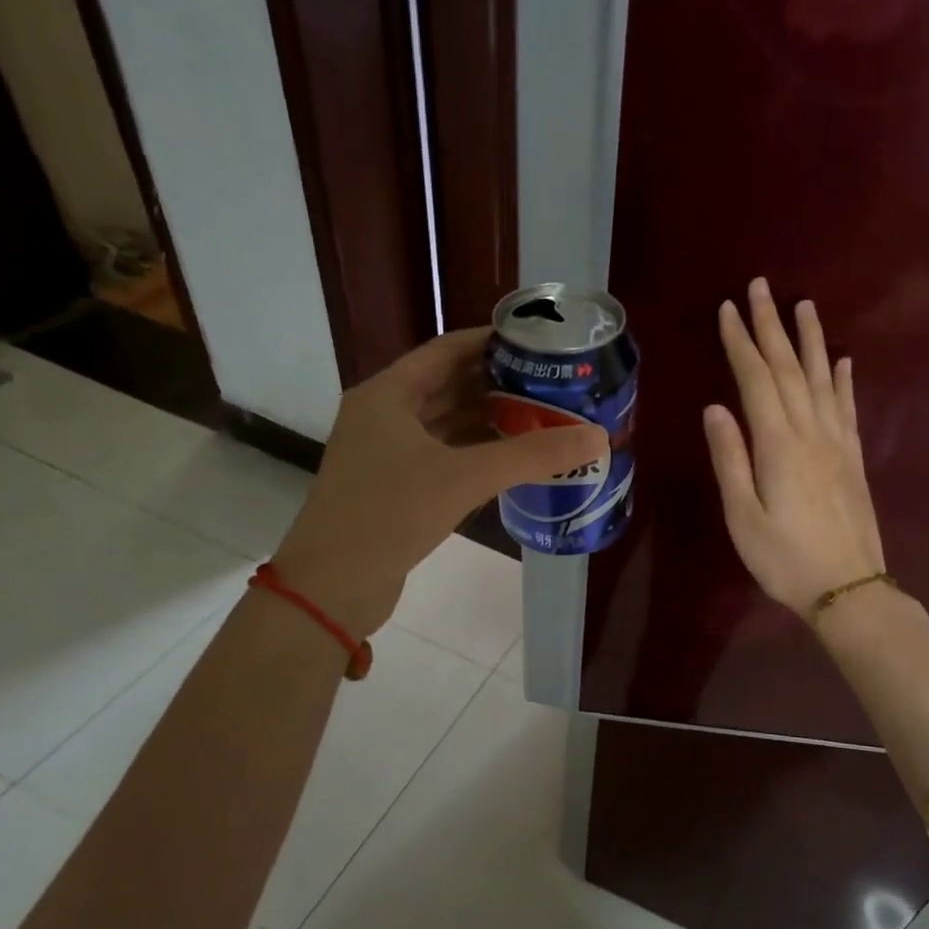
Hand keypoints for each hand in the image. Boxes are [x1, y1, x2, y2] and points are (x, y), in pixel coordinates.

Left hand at [273, 328, 606, 634]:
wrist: (331, 586)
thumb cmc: (389, 514)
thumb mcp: (464, 477)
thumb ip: (531, 456)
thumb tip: (597, 437)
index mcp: (388, 394)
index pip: (447, 350)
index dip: (491, 342)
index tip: (538, 343)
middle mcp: (384, 415)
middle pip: (448, 385)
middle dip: (498, 382)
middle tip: (551, 382)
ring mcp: (387, 453)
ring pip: (447, 422)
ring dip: (489, 419)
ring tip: (542, 416)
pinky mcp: (395, 486)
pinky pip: (444, 454)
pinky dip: (476, 452)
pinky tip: (512, 458)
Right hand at [704, 278, 885, 613]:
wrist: (849, 589)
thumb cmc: (785, 560)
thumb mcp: (744, 517)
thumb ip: (731, 460)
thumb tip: (715, 408)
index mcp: (778, 445)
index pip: (756, 380)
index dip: (741, 342)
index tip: (728, 308)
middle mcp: (811, 433)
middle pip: (790, 368)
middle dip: (772, 326)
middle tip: (761, 287)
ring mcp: (838, 443)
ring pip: (824, 378)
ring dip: (811, 340)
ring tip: (804, 305)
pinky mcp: (854, 458)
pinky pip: (849, 407)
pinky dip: (844, 379)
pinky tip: (843, 360)